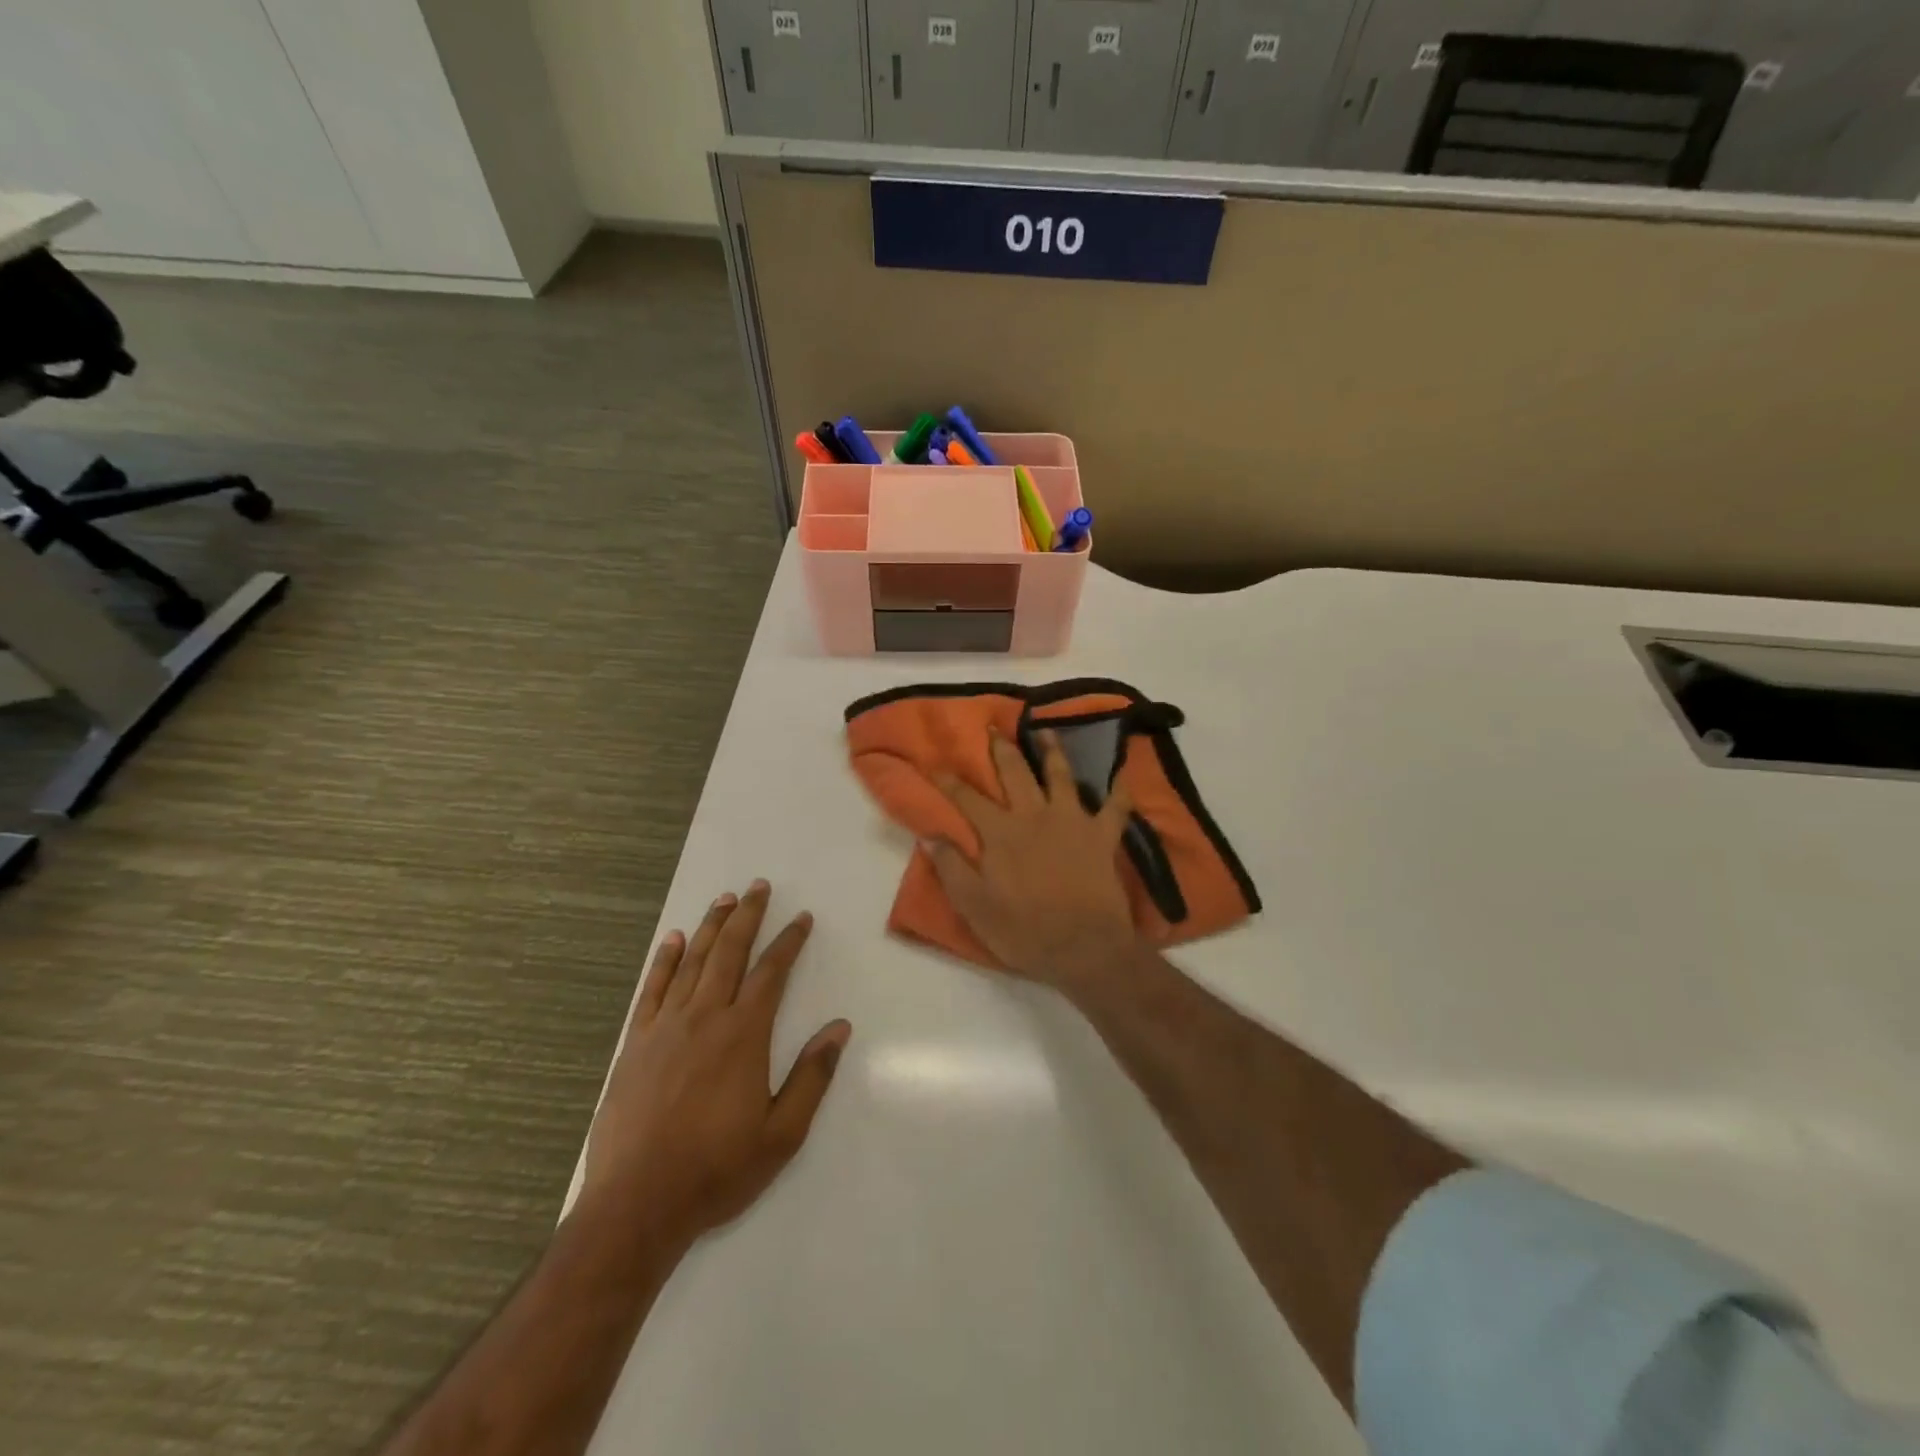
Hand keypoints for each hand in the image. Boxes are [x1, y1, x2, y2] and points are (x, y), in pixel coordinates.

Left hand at [582, 881, 850, 1250]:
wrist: (636, 1204)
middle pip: (729, 953)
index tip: (801, 919)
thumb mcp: (782, 1133)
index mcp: (743, 1035)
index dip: (788, 942)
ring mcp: (664, 1027)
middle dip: (747, 917)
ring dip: (710, 927)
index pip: (771, 973)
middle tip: (759, 886)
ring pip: (691, 962)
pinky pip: (651, 989)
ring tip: (724, 900)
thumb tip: (840, 1027)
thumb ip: (812, 1076)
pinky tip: (671, 940)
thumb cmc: (717, 1170)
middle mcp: (704, 1018)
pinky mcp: (634, 1044)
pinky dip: (663, 961)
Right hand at [928, 730, 1142, 997]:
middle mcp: (1034, 816)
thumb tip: (930, 835)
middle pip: (1015, 773)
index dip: (950, 781)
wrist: (1084, 948)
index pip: (968, 799)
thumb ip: (952, 868)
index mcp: (1000, 834)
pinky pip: (1116, 808)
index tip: (936, 765)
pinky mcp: (1102, 836)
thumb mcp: (975, 907)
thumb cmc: (1024, 931)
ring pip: (1062, 776)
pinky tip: (1122, 777)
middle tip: (993, 729)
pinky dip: (1120, 791)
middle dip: (1001, 749)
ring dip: (1054, 751)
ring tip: (1047, 731)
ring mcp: (1072, 822)